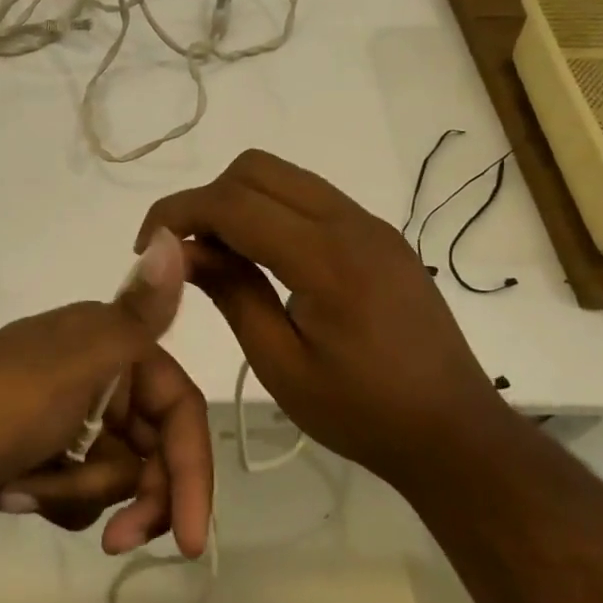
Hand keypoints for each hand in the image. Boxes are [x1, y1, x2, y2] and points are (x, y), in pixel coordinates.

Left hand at [0, 231, 212, 557]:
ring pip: (117, 475)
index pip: (179, 409)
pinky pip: (81, 489)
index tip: (188, 538)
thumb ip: (135, 315)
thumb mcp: (75, 364)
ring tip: (28, 490)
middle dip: (136, 497)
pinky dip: (54, 496)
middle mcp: (97, 372)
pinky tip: (13, 491)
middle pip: (153, 449)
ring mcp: (70, 412)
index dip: (193, 470)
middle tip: (116, 541)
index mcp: (110, 343)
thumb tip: (173, 238)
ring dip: (79, 494)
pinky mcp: (46, 449)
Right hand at [135, 149, 514, 490]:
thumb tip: (177, 250)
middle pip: (254, 169)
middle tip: (185, 252)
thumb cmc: (363, 413)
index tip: (146, 247)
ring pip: (281, 175)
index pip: (232, 203)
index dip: (177, 213)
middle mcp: (350, 222)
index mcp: (327, 258)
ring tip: (218, 255)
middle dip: (205, 200)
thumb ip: (230, 292)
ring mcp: (369, 222)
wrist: (456, 433)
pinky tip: (260, 257)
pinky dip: (268, 209)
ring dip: (236, 201)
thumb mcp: (281, 364)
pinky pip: (306, 196)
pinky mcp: (377, 233)